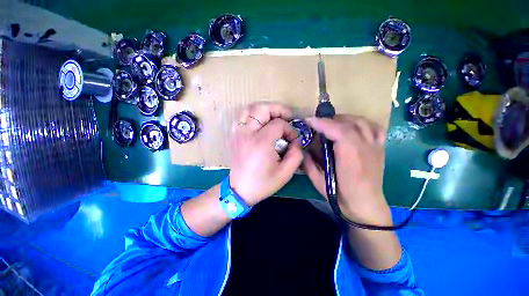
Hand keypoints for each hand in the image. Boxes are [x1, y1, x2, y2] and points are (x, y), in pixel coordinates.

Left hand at [229, 103, 303, 205]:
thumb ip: (296, 154)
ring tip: (273, 118)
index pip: (278, 124)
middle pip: (261, 108)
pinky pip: (241, 117)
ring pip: (249, 109)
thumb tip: (296, 140)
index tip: (293, 139)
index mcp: (260, 143)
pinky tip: (260, 123)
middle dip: (277, 109)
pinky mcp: (233, 135)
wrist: (239, 190)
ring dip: (264, 110)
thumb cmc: (262, 183)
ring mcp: (237, 133)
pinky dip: (252, 115)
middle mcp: (247, 134)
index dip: (289, 129)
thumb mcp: (286, 173)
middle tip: (286, 117)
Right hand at [303, 115, 391, 224]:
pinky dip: (361, 122)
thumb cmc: (341, 196)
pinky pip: (374, 128)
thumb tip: (302, 149)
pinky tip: (352, 126)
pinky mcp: (380, 148)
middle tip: (316, 124)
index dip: (322, 123)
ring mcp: (375, 147)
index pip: (339, 132)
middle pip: (349, 124)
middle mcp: (366, 149)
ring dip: (343, 118)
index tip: (308, 121)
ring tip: (331, 123)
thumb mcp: (318, 182)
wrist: (366, 206)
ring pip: (361, 122)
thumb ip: (308, 164)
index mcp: (350, 159)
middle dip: (329, 120)